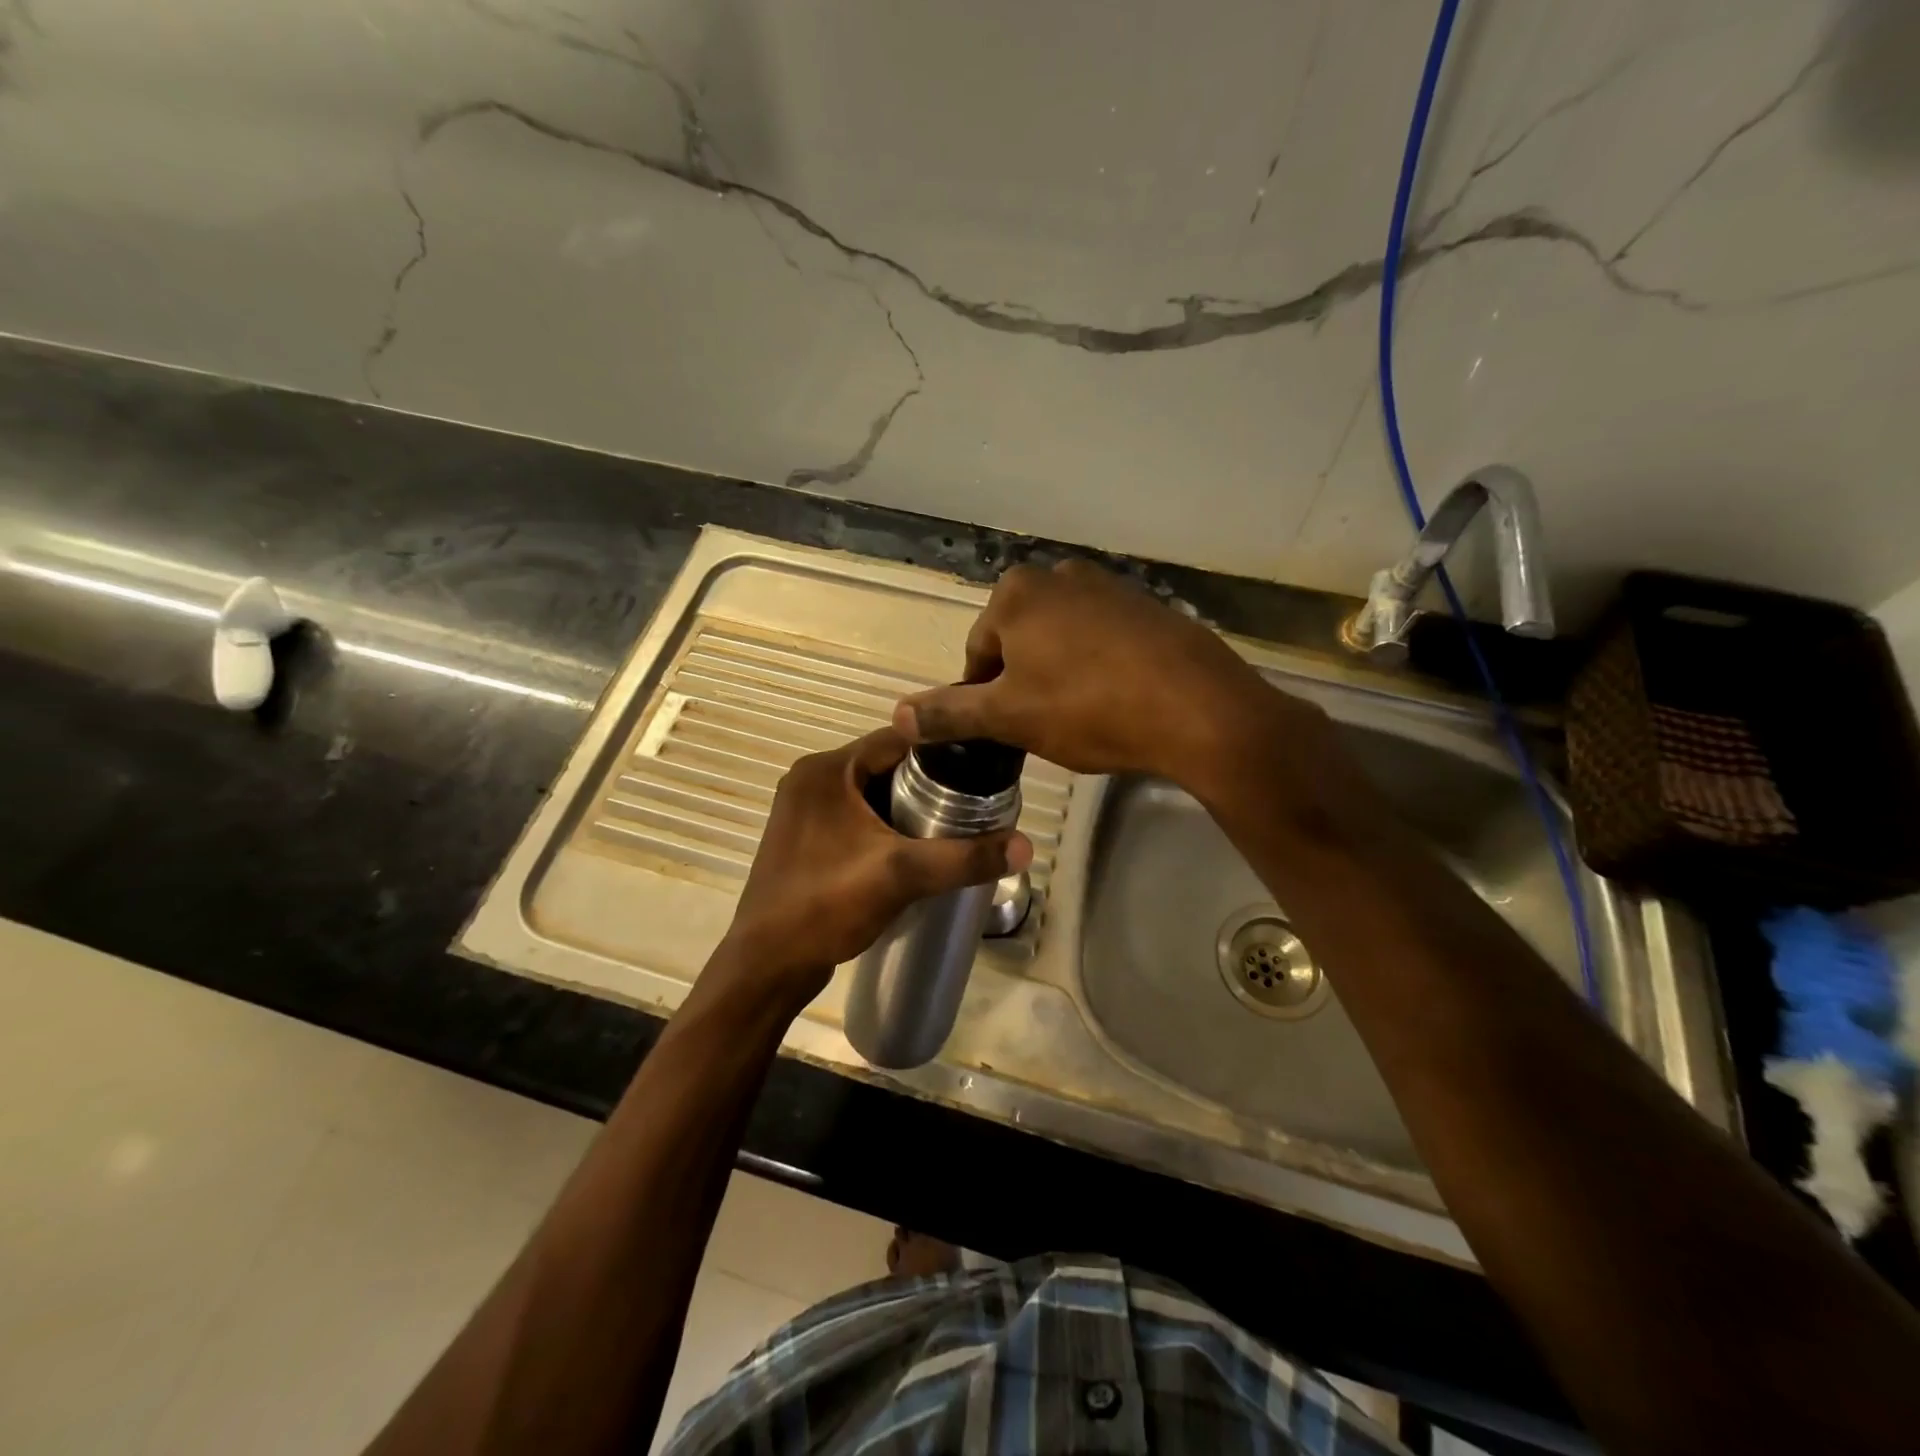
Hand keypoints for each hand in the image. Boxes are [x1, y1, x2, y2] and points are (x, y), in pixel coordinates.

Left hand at [714, 728, 1032, 1011]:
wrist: (766, 965)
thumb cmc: (825, 906)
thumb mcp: (901, 875)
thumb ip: (964, 858)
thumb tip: (1026, 846)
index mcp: (827, 769)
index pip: (898, 738)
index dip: (944, 748)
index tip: (984, 765)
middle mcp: (812, 779)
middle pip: (887, 765)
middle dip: (930, 782)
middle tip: (975, 802)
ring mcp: (806, 810)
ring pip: (874, 793)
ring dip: (909, 806)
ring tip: (955, 824)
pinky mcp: (807, 838)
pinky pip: (858, 817)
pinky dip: (886, 825)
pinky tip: (915, 847)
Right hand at [893, 561, 1310, 793]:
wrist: (1198, 708)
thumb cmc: (1089, 708)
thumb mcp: (1009, 717)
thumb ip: (950, 713)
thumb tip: (898, 715)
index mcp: (1016, 593)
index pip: (979, 652)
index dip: (986, 697)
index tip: (1008, 731)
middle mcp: (1059, 575)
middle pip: (1020, 642)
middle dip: (1025, 683)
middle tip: (1047, 726)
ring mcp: (1108, 586)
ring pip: (1062, 640)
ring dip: (1061, 675)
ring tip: (1084, 717)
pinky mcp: (1148, 605)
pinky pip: (1104, 639)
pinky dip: (1100, 667)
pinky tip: (1118, 700)